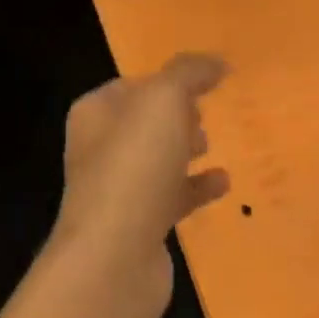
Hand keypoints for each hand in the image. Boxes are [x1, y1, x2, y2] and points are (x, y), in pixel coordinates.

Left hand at [54, 54, 231, 317]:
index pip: (131, 85)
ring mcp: (117, 189)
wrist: (114, 257)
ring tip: (211, 142)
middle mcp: (99, 146)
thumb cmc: (134, 164)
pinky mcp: (138, 226)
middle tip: (205, 112)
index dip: (164, 80)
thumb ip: (188, 73)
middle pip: (142, 121)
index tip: (200, 82)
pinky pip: (170, 196)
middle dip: (172, 114)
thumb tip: (216, 61)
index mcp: (95, 112)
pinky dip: (195, 187)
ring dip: (182, 149)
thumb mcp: (163, 101)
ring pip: (155, 158)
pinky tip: (224, 183)